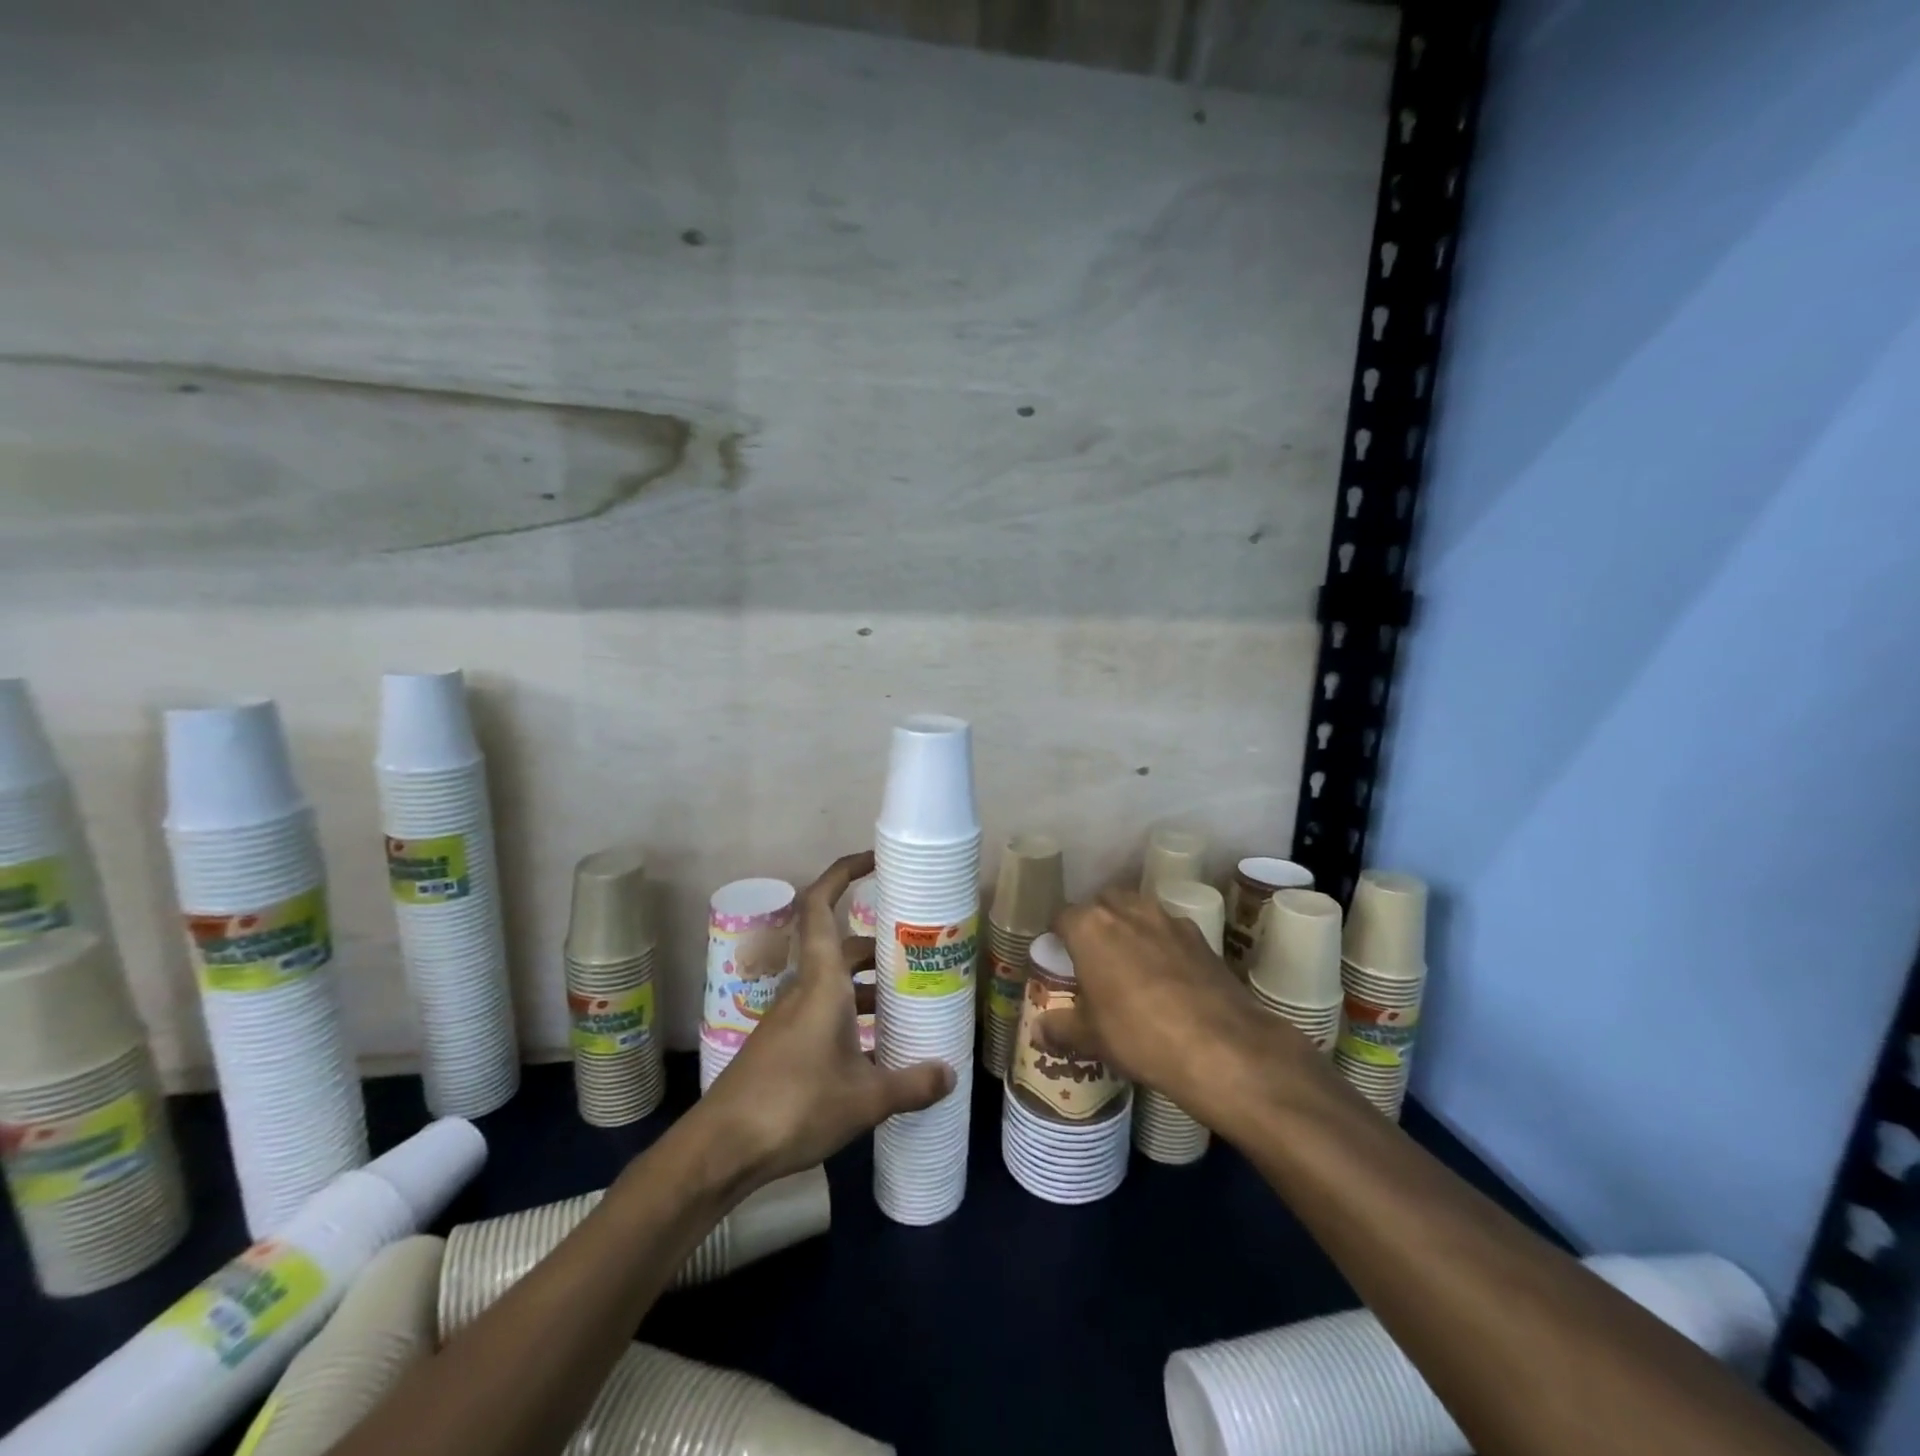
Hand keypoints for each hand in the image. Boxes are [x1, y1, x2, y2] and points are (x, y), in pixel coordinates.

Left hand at [697, 851, 955, 1186]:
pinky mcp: (782, 1046)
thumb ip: (911, 1084)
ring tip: (907, 1006)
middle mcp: (803, 989)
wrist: (720, 1149)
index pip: (821, 906)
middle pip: (842, 949)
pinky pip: (824, 1013)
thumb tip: (950, 1074)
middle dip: (879, 949)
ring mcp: (790, 1018)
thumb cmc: (794, 1106)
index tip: (874, 860)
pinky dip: (852, 1018)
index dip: (843, 873)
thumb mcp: (864, 1099)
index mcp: (821, 982)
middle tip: (918, 958)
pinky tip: (876, 1051)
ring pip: (835, 985)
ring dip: (868, 988)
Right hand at [1040, 888, 1302, 1120]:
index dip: (1058, 936)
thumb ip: (1061, 1028)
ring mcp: (1167, 920)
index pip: (1062, 917)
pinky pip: (1170, 930)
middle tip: (1093, 957)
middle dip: (1095, 922)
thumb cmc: (1139, 1035)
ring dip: (1129, 926)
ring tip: (1130, 961)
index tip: (1059, 956)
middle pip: (1102, 903)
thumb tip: (1039, 1031)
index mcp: (1090, 927)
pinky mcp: (1201, 936)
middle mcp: (1127, 911)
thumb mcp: (1091, 1038)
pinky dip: (1162, 943)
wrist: (1221, 1047)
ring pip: (1138, 910)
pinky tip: (1167, 975)